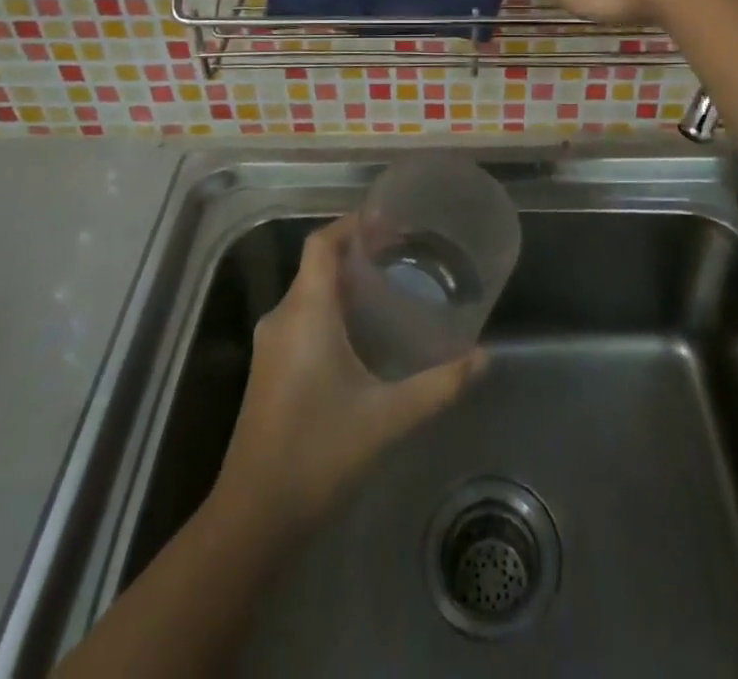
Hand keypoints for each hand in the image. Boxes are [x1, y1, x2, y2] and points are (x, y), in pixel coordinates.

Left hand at [216, 216, 483, 528]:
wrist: (252, 517)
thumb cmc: (318, 453)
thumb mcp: (387, 417)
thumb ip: (439, 385)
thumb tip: (484, 357)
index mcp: (306, 312)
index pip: (321, 243)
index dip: (351, 223)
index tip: (389, 219)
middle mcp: (283, 317)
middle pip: (317, 264)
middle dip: (357, 251)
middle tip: (402, 253)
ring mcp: (271, 344)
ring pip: (309, 292)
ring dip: (344, 282)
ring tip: (389, 286)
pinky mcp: (269, 368)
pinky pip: (302, 316)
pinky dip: (331, 307)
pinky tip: (362, 331)